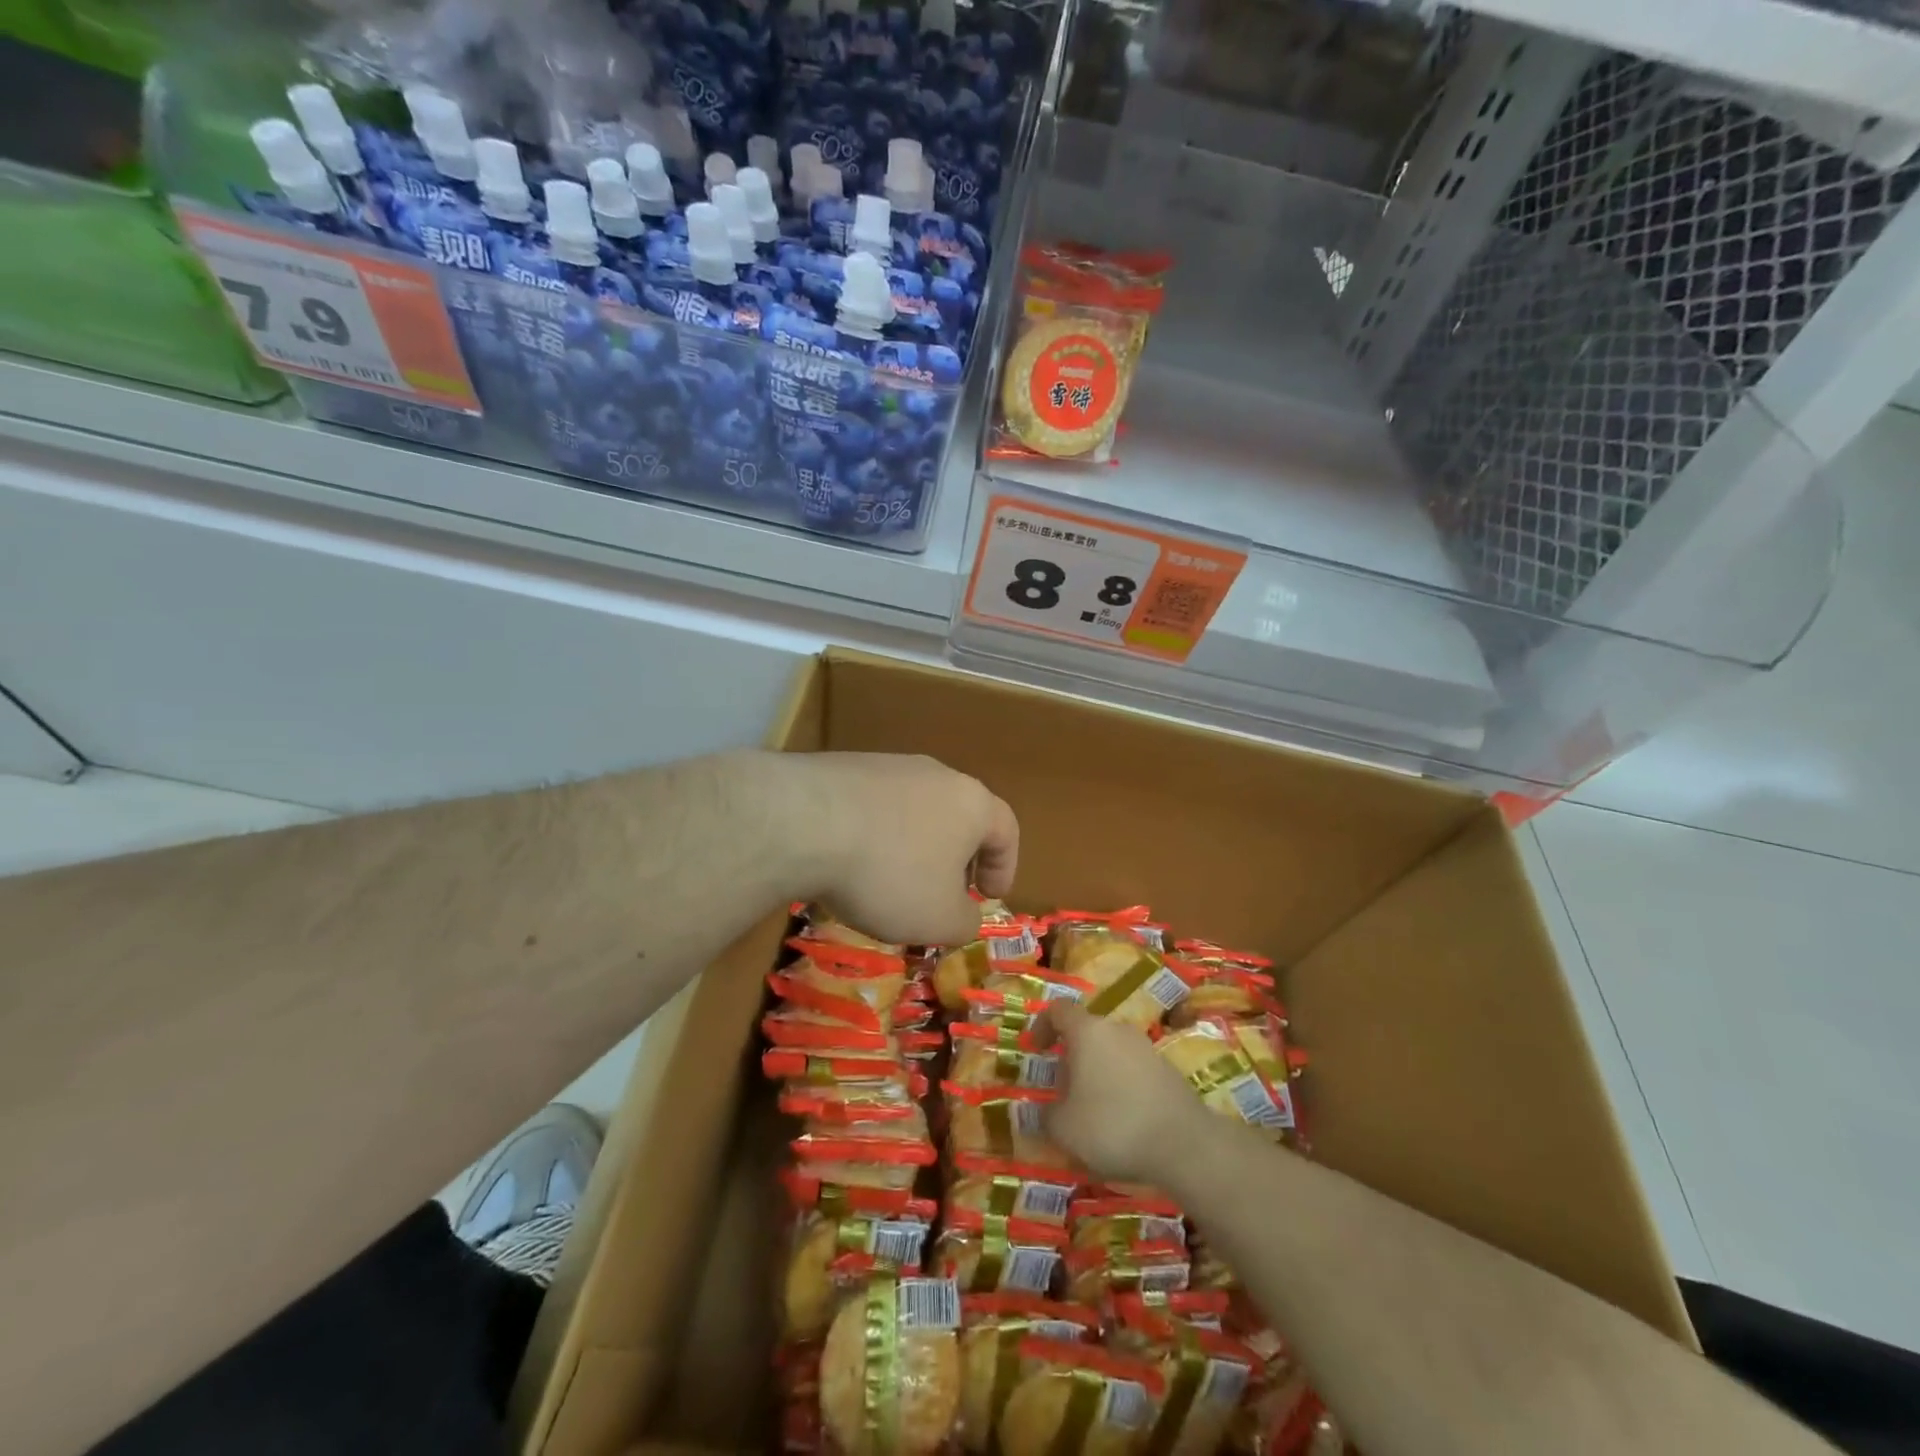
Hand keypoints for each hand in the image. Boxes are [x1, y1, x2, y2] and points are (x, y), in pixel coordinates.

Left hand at [777, 751, 1018, 946]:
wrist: (804, 822)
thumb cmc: (891, 873)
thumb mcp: (939, 919)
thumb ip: (965, 922)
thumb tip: (965, 914)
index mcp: (972, 803)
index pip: (1006, 830)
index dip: (1004, 867)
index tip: (990, 897)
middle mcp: (937, 774)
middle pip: (959, 816)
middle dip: (956, 858)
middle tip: (944, 892)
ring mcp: (888, 765)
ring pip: (914, 810)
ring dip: (912, 846)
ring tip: (891, 882)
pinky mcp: (845, 767)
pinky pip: (873, 806)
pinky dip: (874, 835)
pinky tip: (851, 862)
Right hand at [1038, 1002, 1205, 1184]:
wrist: (1186, 1144)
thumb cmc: (1113, 1126)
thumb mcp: (1064, 1128)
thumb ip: (1046, 1115)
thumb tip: (1042, 1110)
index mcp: (1087, 1031)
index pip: (1058, 1009)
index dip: (1042, 1025)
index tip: (1035, 1050)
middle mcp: (1117, 1029)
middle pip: (1086, 1031)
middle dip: (1071, 1056)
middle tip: (1062, 1088)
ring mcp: (1146, 1047)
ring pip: (1110, 1050)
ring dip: (1096, 1071)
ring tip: (1091, 1108)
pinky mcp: (1167, 1069)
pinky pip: (1132, 1068)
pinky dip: (1120, 1084)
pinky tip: (1122, 1119)